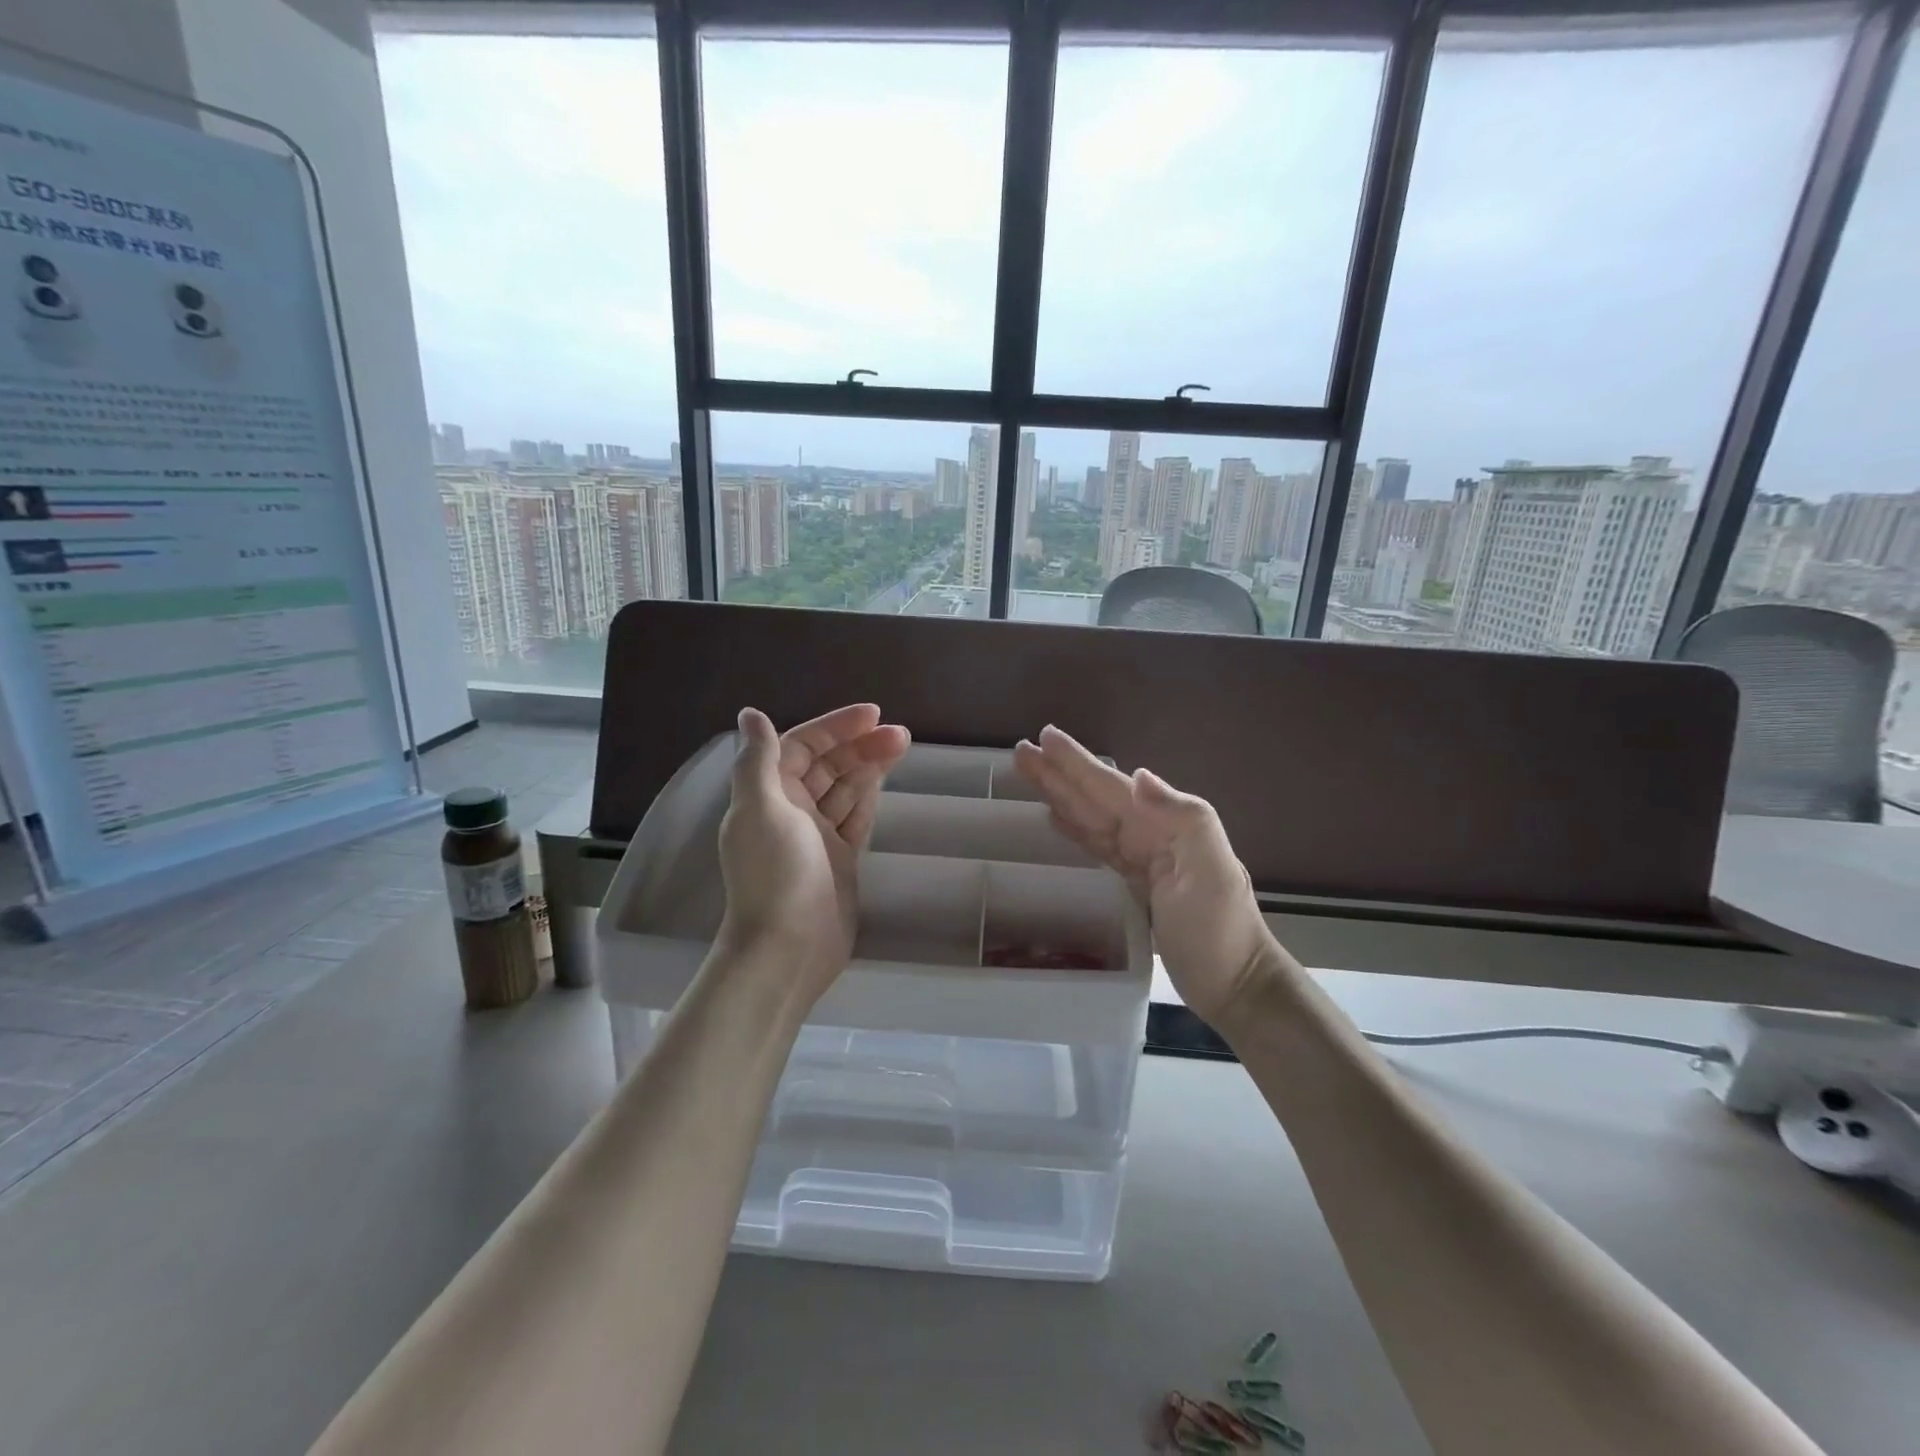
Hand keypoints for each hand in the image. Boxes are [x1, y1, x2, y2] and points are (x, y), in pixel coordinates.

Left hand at [718, 704, 909, 1000]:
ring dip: (869, 766)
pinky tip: (885, 779)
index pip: (801, 746)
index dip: (834, 727)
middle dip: (859, 745)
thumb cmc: (775, 874)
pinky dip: (869, 796)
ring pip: (845, 789)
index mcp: (768, 794)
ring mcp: (817, 836)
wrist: (789, 947)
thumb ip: (758, 760)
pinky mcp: (840, 859)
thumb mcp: (760, 809)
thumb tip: (751, 713)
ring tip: (902, 745)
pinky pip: (856, 817)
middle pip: (827, 765)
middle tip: (900, 734)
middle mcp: (790, 810)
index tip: (873, 714)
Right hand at [1013, 725, 1275, 1026]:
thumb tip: (1140, 776)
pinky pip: (1096, 845)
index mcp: (1164, 825)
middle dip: (1058, 773)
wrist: (1234, 983)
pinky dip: (1074, 828)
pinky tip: (1054, 817)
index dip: (1077, 763)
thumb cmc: (1220, 930)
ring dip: (1060, 795)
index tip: (1044, 737)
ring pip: (1091, 817)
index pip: (1111, 787)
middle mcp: (1150, 834)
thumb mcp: (1213, 872)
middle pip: (1094, 798)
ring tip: (1029, 774)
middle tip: (1020, 751)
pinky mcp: (1132, 884)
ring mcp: (1141, 859)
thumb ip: (1184, 818)